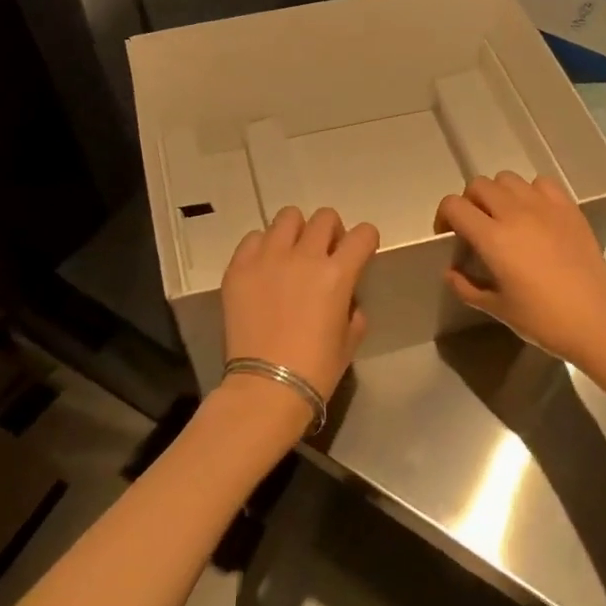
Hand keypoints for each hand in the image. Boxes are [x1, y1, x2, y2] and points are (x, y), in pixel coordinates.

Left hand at [219, 206, 379, 425]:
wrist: (266, 387)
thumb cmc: (316, 369)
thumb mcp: (350, 339)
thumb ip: (353, 309)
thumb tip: (346, 298)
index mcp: (337, 274)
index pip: (363, 234)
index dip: (366, 240)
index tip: (360, 253)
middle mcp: (304, 256)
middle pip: (325, 217)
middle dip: (331, 232)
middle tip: (325, 255)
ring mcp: (268, 258)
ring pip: (288, 217)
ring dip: (297, 232)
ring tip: (291, 255)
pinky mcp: (239, 267)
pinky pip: (253, 238)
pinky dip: (263, 247)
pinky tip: (264, 268)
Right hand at [437, 173, 605, 364]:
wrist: (595, 322)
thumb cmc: (541, 319)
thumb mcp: (496, 308)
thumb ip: (466, 286)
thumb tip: (451, 271)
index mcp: (493, 238)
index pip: (454, 206)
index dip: (443, 217)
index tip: (449, 236)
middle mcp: (516, 213)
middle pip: (479, 186)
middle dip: (469, 202)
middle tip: (475, 227)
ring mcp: (545, 207)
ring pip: (508, 179)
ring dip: (498, 194)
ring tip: (505, 217)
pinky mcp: (569, 208)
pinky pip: (541, 183)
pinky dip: (530, 192)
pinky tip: (535, 214)